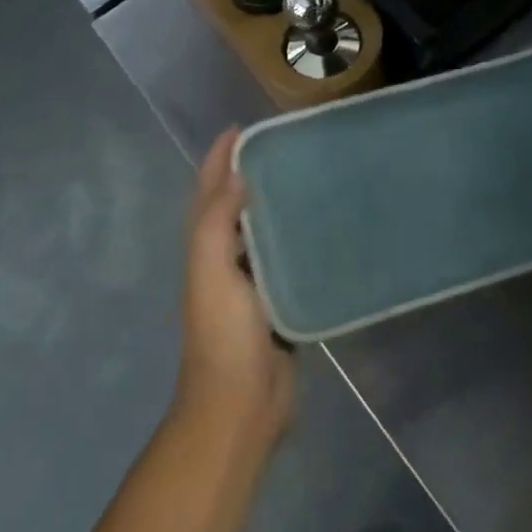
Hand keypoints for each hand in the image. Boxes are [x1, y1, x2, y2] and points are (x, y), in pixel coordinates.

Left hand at [174, 129, 294, 448]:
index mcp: (206, 248)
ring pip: (263, 232)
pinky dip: (298, 240)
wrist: (241, 405)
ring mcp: (253, 284)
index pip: (210, 191)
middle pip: (236, 206)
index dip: (220, 157)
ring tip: (309, 176)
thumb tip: (237, 174)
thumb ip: (217, 222)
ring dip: (276, 205)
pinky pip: (288, 261)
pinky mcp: (279, 303)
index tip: (243, 126)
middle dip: (251, 173)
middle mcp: (226, 259)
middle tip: (287, 145)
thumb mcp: (211, 272)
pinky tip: (326, 228)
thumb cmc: (223, 335)